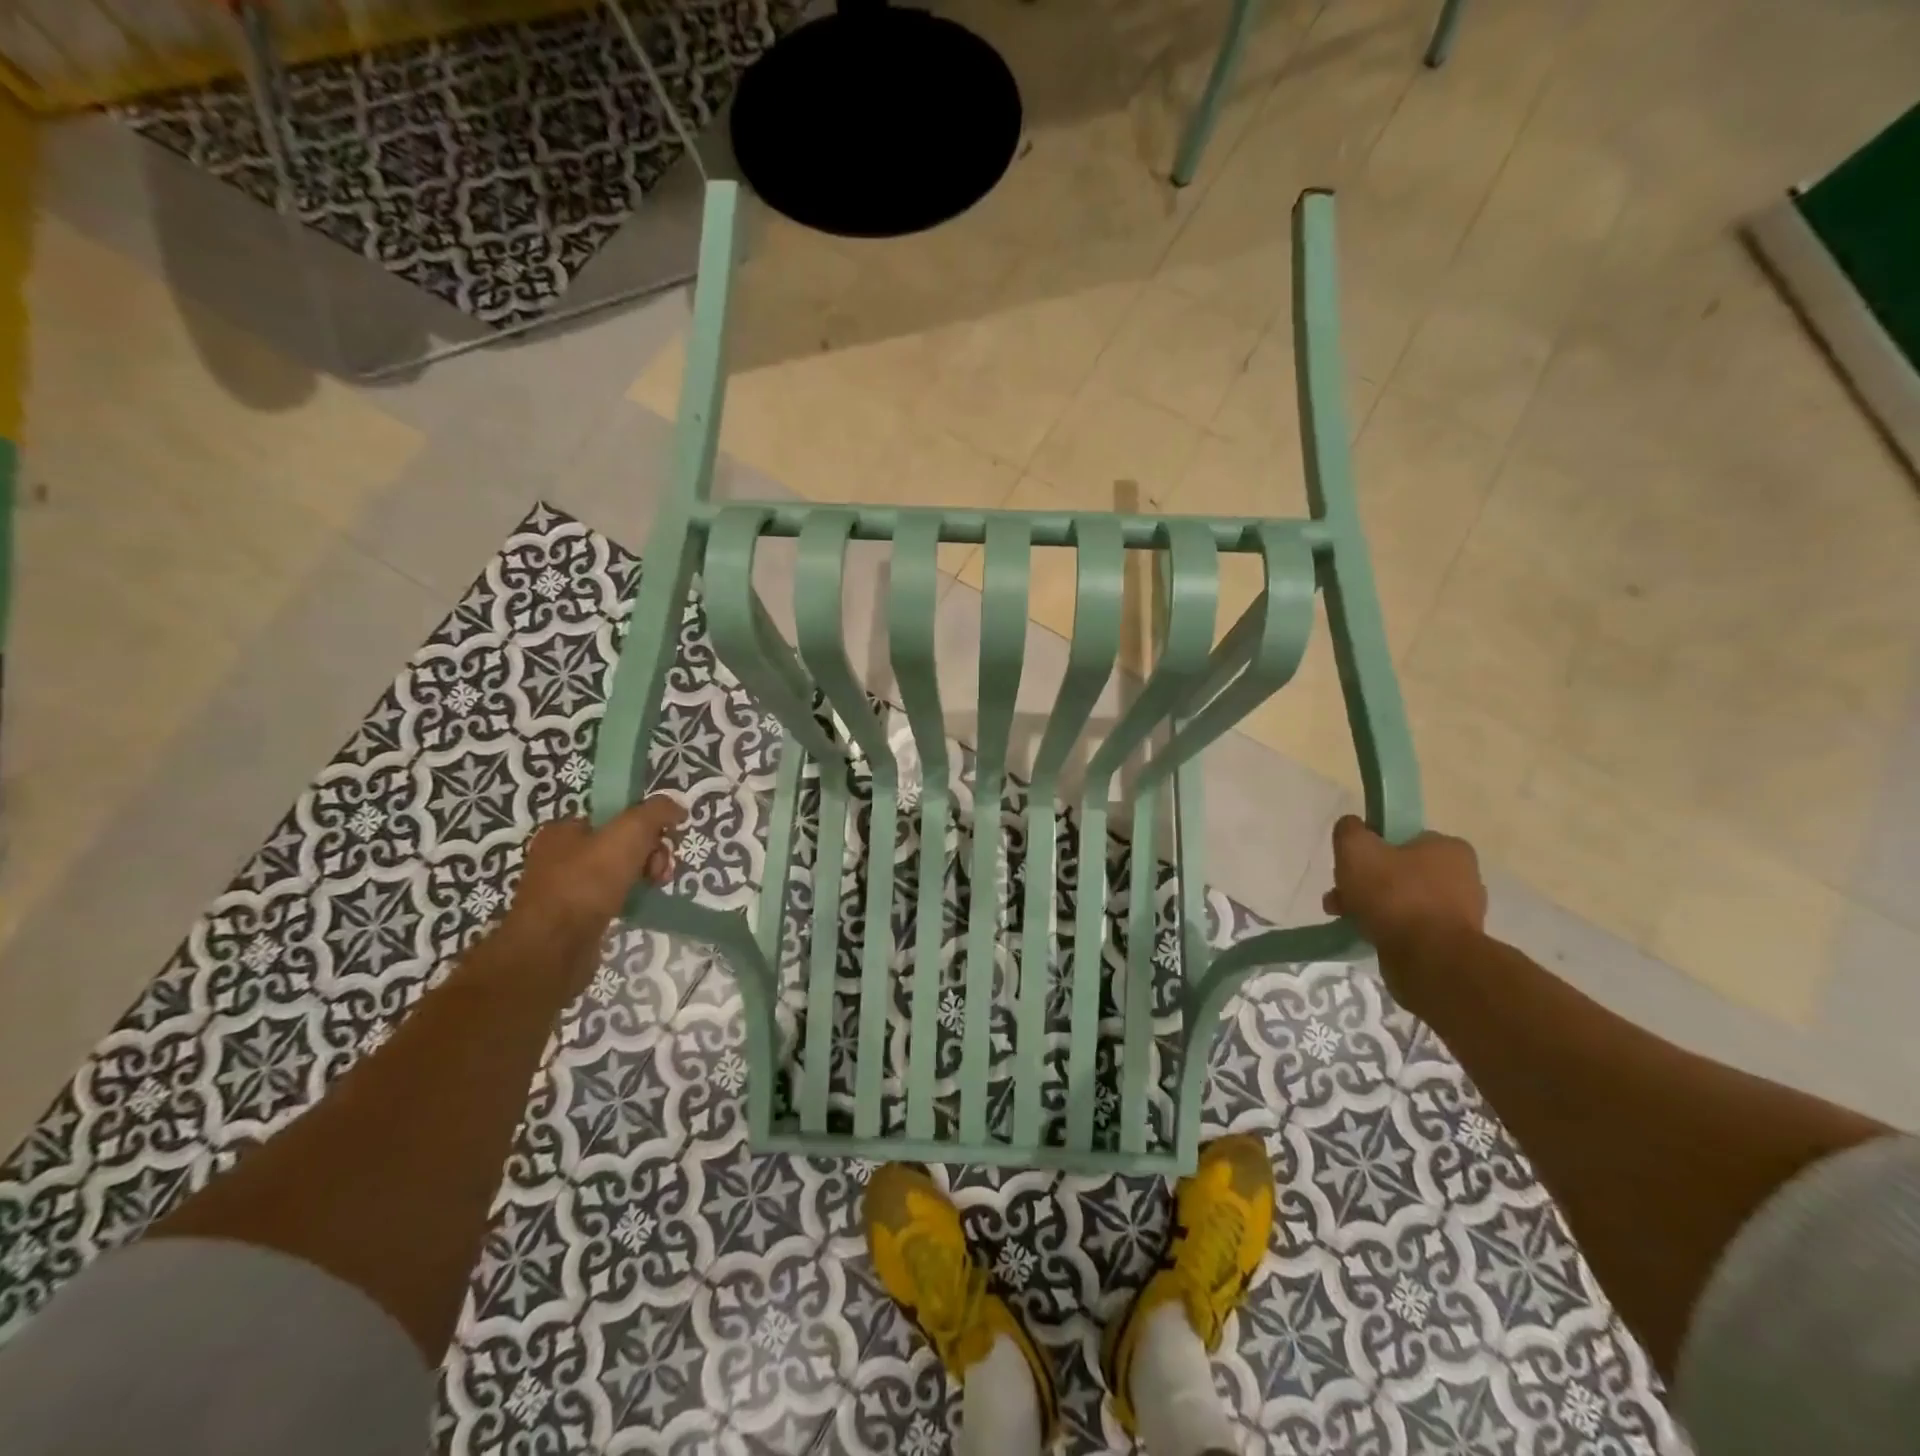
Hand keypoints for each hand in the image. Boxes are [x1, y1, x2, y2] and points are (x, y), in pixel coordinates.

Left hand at [499, 796, 685, 991]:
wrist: (553, 948)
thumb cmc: (587, 882)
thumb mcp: (630, 832)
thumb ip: (656, 811)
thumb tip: (677, 806)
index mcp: (564, 829)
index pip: (615, 816)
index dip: (645, 825)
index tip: (664, 840)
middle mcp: (559, 855)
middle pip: (620, 844)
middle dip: (649, 853)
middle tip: (660, 871)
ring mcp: (563, 889)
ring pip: (617, 873)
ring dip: (642, 877)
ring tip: (653, 889)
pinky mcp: (571, 919)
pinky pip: (609, 899)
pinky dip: (627, 901)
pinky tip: (636, 907)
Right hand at [1321, 815, 1485, 954]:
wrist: (1429, 959)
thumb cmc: (1394, 895)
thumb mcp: (1356, 849)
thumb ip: (1350, 830)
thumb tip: (1352, 826)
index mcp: (1448, 848)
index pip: (1402, 839)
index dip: (1371, 849)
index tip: (1349, 866)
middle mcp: (1463, 876)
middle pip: (1399, 872)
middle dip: (1365, 883)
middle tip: (1339, 897)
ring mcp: (1461, 912)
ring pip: (1403, 901)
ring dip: (1373, 907)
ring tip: (1345, 919)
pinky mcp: (1453, 943)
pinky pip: (1412, 928)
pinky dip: (1389, 929)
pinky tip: (1367, 935)